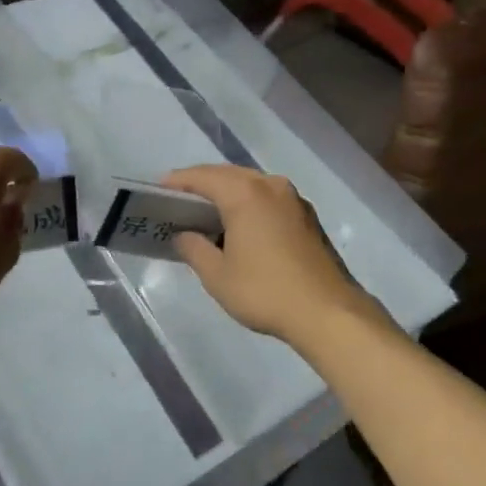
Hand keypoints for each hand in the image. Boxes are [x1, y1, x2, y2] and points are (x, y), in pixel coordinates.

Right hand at [162, 166, 382, 347]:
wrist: (327, 311)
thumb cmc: (265, 291)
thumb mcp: (218, 276)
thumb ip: (195, 249)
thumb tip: (183, 235)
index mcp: (245, 193)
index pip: (203, 177)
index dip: (178, 181)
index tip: (158, 190)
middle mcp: (270, 185)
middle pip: (228, 174)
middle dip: (202, 184)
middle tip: (178, 200)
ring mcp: (293, 199)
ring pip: (251, 184)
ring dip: (228, 192)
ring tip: (206, 212)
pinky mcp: (307, 216)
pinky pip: (268, 198)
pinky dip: (249, 203)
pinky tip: (239, 224)